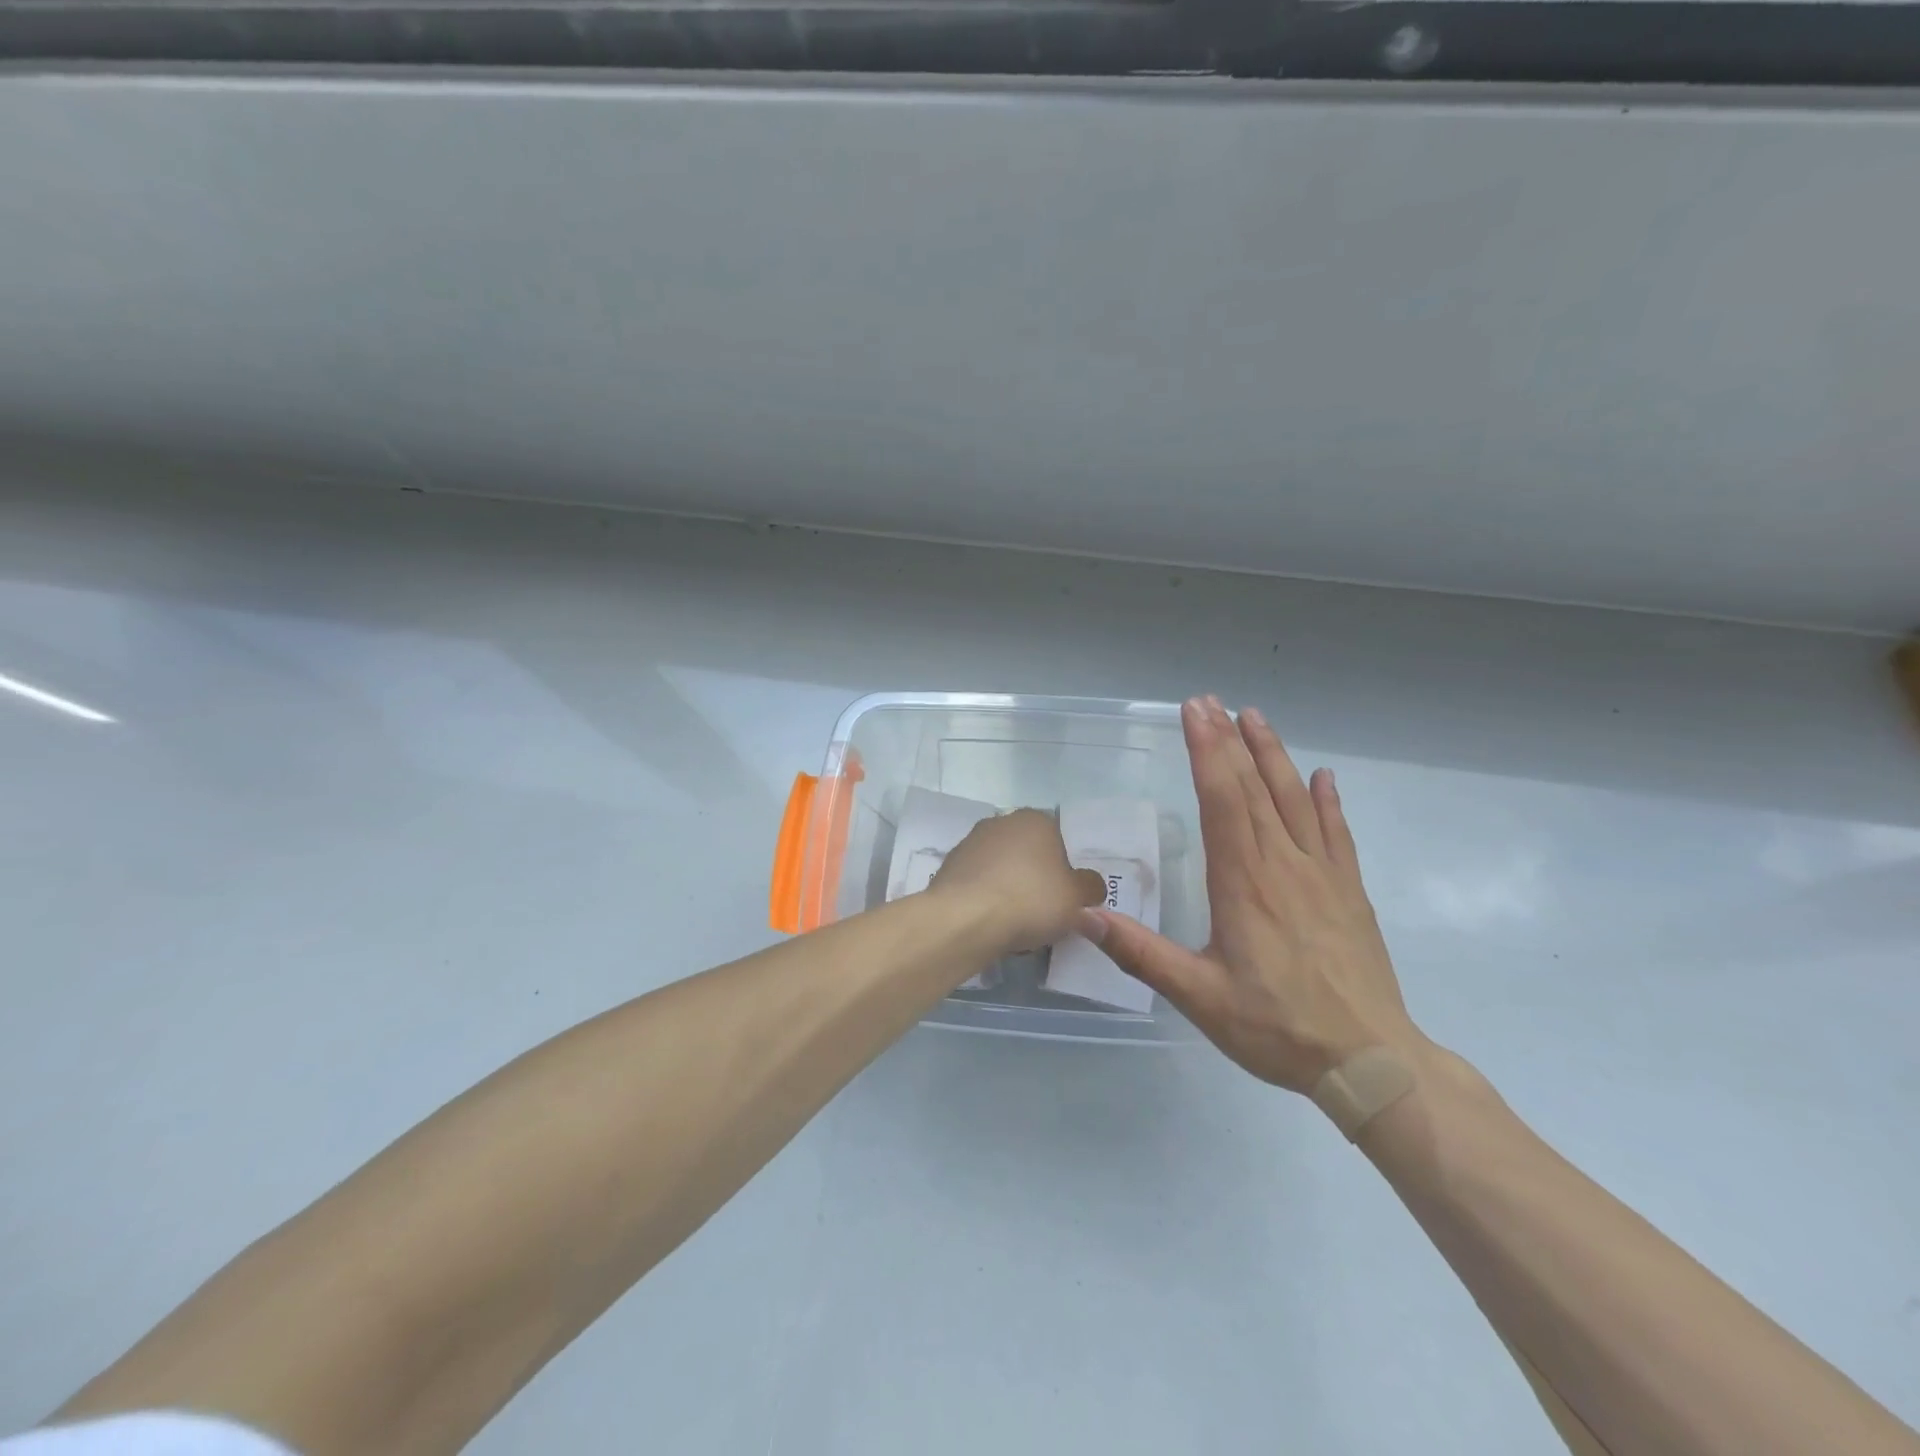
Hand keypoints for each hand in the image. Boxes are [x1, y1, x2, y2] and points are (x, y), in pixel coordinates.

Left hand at [931, 809, 1108, 955]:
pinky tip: (992, 926)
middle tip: (1046, 913)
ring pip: (1002, 871)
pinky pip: (979, 886)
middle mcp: (1001, 822)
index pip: (1059, 839)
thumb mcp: (1077, 898)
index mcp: (1034, 819)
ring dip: (1010, 892)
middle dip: (1037, 880)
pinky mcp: (949, 868)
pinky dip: (987, 902)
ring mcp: (970, 843)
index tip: (1068, 897)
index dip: (1067, 869)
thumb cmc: (1030, 899)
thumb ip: (1091, 888)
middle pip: (1028, 854)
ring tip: (1018, 927)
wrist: (965, 919)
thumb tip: (1092, 887)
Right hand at [1083, 696, 1420, 1091]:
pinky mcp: (1349, 892)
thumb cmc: (1278, 1027)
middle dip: (1229, 740)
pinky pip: (1337, 833)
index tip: (1194, 712)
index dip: (1206, 752)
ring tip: (1255, 717)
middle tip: (1211, 701)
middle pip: (1253, 788)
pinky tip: (1323, 776)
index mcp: (1244, 882)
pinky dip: (1328, 800)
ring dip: (1273, 754)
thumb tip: (1084, 916)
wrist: (1371, 1061)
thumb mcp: (1199, 996)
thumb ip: (1141, 953)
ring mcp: (1323, 874)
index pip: (1222, 800)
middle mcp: (1283, 864)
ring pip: (1295, 799)